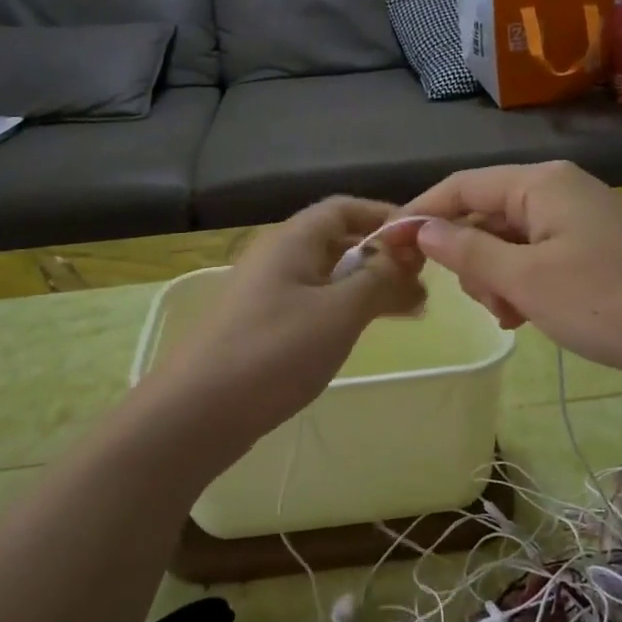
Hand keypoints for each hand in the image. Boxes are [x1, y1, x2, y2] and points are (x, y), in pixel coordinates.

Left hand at [148, 197, 424, 463]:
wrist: (197, 412)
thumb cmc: (274, 351)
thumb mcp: (339, 312)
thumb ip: (379, 279)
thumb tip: (408, 259)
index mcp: (293, 240)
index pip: (346, 208)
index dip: (386, 217)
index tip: (424, 240)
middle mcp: (279, 257)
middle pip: (339, 241)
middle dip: (384, 257)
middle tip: (424, 282)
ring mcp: (269, 293)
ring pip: (330, 276)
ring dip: (370, 286)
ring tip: (410, 309)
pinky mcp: (265, 326)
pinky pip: (316, 304)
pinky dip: (347, 309)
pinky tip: (366, 330)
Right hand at [395, 161, 621, 381]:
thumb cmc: (608, 301)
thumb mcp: (526, 281)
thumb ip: (468, 252)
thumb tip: (420, 228)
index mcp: (539, 183)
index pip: (461, 186)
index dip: (421, 214)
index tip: (389, 248)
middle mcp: (558, 189)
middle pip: (487, 213)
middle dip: (471, 258)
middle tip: (482, 302)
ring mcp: (581, 217)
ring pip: (513, 240)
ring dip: (499, 277)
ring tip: (513, 316)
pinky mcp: (597, 244)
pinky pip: (541, 254)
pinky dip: (526, 282)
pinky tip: (532, 315)